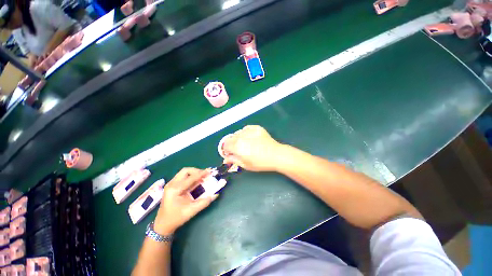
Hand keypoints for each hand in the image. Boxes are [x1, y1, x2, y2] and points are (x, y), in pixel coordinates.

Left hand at [154, 168, 217, 234]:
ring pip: (184, 172)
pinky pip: (183, 177)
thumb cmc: (175, 218)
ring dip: (194, 173)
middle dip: (196, 171)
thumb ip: (204, 202)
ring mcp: (171, 184)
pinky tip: (196, 181)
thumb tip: (215, 194)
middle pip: (185, 171)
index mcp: (175, 189)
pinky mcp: (172, 186)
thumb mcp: (191, 211)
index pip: (190, 178)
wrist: (162, 225)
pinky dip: (191, 177)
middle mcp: (171, 184)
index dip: (201, 174)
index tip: (209, 172)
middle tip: (205, 175)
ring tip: (202, 177)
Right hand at [222, 125, 282, 171]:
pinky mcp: (256, 128)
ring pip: (238, 133)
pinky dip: (246, 133)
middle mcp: (241, 137)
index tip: (230, 153)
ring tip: (246, 143)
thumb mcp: (245, 165)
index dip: (226, 150)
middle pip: (230, 138)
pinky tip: (251, 138)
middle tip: (238, 149)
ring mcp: (249, 131)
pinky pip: (246, 128)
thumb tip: (225, 158)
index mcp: (237, 146)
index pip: (225, 145)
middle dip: (231, 144)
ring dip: (238, 138)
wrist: (276, 155)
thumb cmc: (260, 163)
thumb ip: (233, 160)